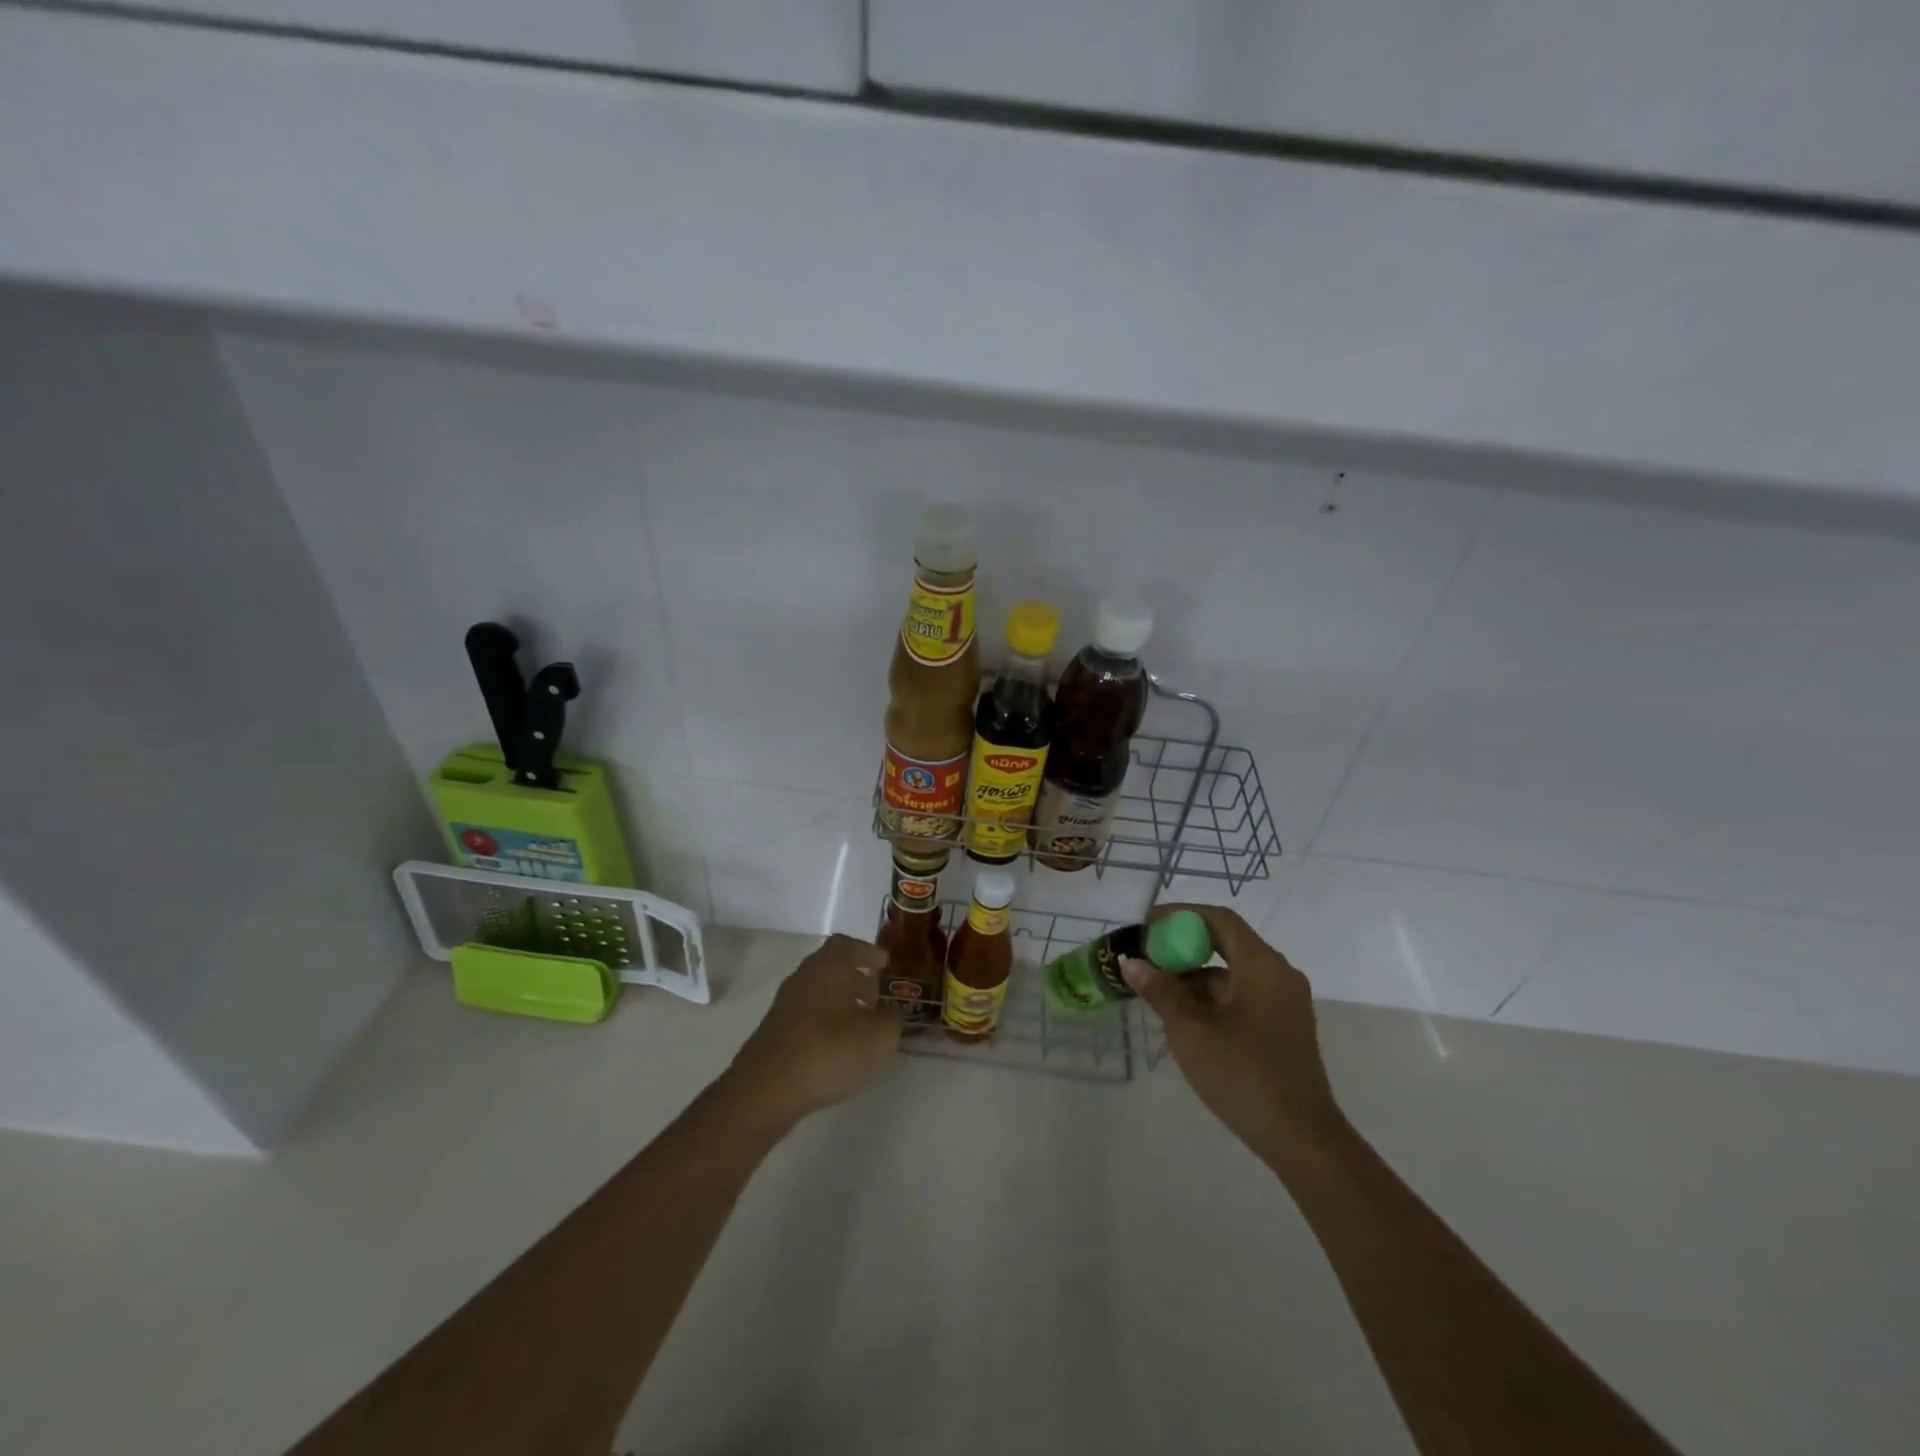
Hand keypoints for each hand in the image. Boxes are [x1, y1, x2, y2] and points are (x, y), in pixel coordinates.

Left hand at [725, 934, 903, 1128]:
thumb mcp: (877, 1038)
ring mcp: (785, 1004)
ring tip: (862, 1024)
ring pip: (819, 990)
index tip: (885, 965)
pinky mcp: (775, 1031)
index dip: (868, 952)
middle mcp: (804, 977)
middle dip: (856, 978)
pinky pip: (808, 1013)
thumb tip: (890, 1012)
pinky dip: (826, 1020)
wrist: (765, 1090)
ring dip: (841, 1000)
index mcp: (828, 966)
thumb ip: (892, 1019)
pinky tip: (838, 1045)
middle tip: (877, 996)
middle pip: (832, 967)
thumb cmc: (827, 1052)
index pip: (848, 945)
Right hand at [1121, 905, 1343, 1164]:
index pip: (1219, 920)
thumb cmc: (1243, 1075)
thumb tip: (1132, 963)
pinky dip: (1211, 998)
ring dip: (1194, 976)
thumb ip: (1161, 991)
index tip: (1147, 924)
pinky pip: (1241, 996)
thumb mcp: (1191, 1031)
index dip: (1181, 915)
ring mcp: (1283, 1003)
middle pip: (1226, 943)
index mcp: (1262, 966)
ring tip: (1155, 991)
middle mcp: (1278, 975)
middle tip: (1146, 957)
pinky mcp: (1282, 1027)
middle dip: (1183, 947)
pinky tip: (1182, 1017)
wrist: (1301, 1139)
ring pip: (1232, 973)